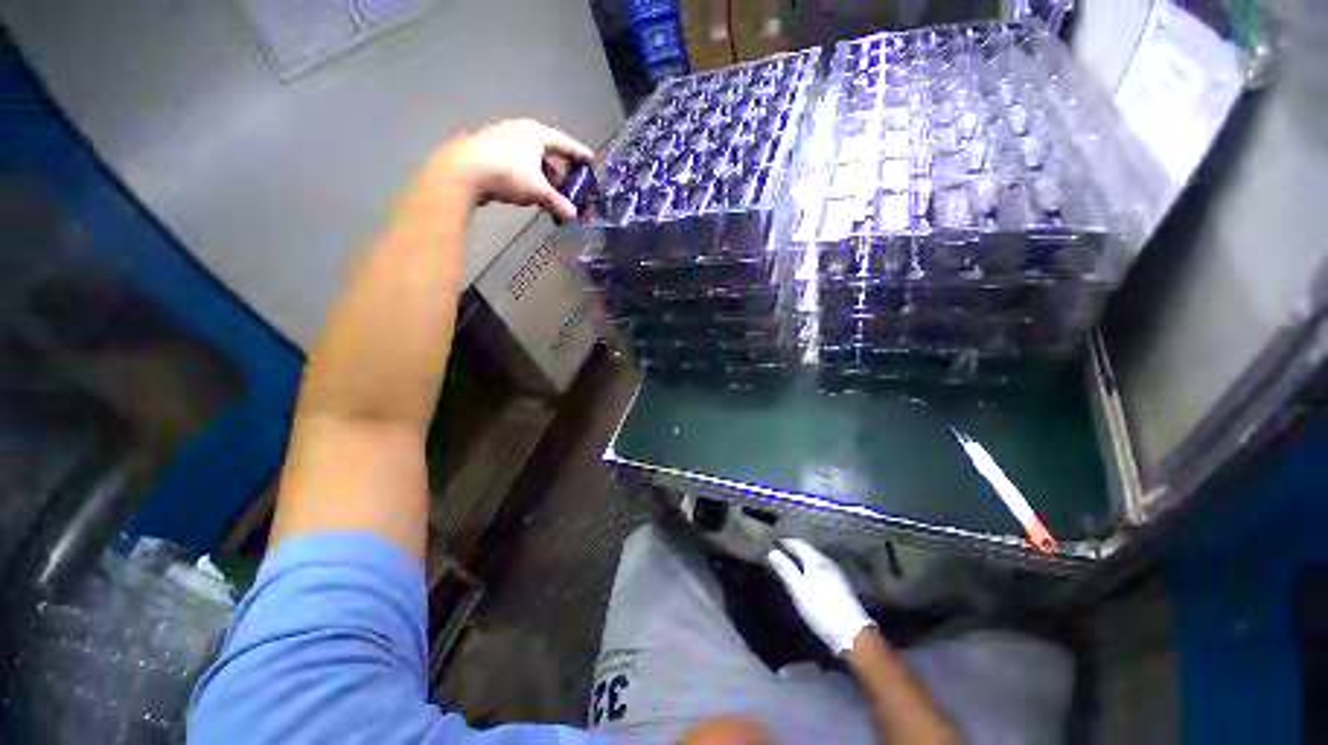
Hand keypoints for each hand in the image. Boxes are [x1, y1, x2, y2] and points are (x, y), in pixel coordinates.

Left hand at [431, 119, 592, 219]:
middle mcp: (520, 130)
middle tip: (569, 182)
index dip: (579, 154)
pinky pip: (516, 162)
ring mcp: (501, 138)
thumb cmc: (509, 173)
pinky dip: (526, 174)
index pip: (565, 143)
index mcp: (537, 134)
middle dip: (559, 168)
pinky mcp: (487, 150)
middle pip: (547, 150)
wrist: (464, 171)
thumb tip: (573, 216)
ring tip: (548, 190)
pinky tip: (526, 189)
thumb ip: (557, 202)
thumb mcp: (538, 190)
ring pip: (530, 157)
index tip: (590, 160)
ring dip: (542, 174)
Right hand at [767, 539, 875, 655]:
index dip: (786, 542)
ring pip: (816, 560)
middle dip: (794, 550)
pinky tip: (808, 577)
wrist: (853, 634)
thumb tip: (772, 551)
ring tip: (792, 564)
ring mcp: (837, 574)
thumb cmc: (821, 609)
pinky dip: (811, 568)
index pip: (798, 543)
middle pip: (808, 550)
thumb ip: (785, 569)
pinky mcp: (843, 586)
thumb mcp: (798, 589)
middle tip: (781, 552)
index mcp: (816, 560)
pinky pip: (822, 569)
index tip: (774, 542)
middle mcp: (828, 562)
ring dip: (803, 559)